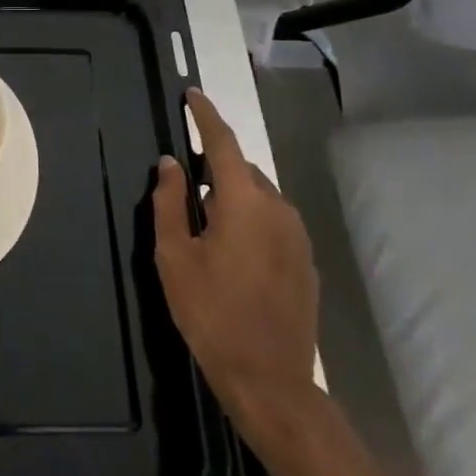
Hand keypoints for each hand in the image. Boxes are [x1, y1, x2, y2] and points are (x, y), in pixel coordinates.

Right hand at [152, 87, 319, 433]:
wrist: (270, 380)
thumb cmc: (211, 313)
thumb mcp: (174, 256)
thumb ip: (169, 202)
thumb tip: (170, 163)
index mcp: (243, 201)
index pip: (222, 142)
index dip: (205, 116)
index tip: (192, 95)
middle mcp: (278, 208)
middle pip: (242, 170)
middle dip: (214, 168)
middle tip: (185, 190)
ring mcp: (298, 236)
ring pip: (259, 197)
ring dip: (233, 197)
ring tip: (206, 229)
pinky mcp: (306, 261)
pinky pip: (273, 222)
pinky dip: (251, 221)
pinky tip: (233, 255)